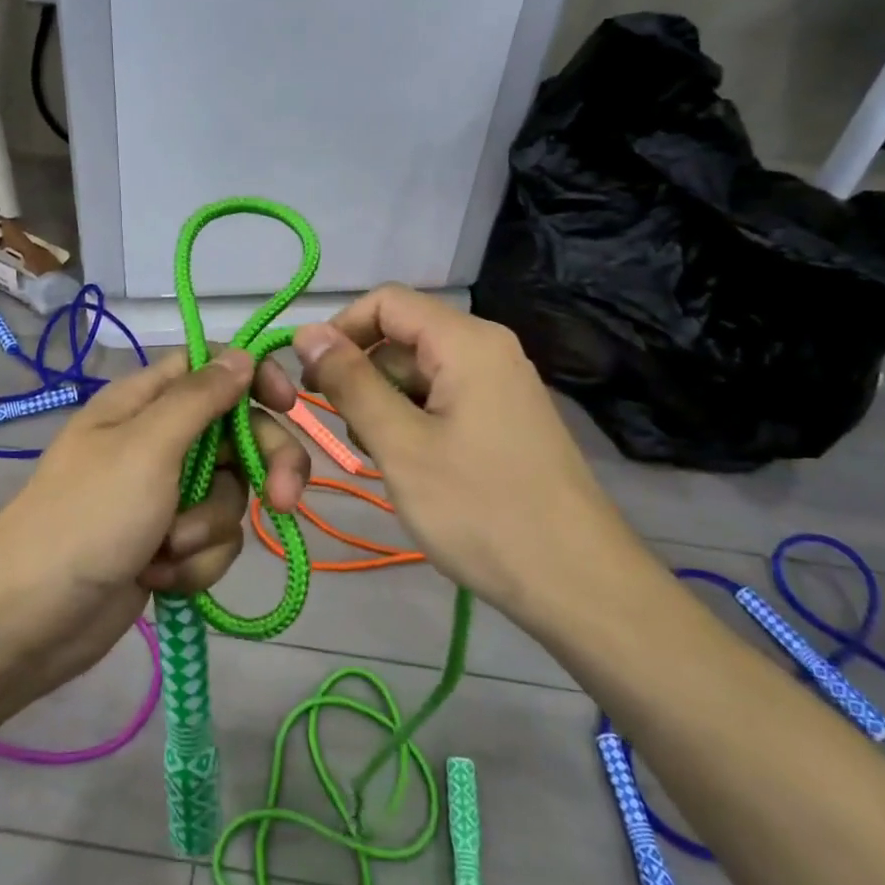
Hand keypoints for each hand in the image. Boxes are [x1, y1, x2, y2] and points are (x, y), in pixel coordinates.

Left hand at [0, 350, 308, 702]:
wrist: (30, 620)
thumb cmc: (89, 516)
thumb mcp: (148, 446)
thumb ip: (201, 398)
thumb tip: (243, 355)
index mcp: (145, 402)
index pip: (212, 366)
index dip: (253, 377)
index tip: (287, 404)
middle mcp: (159, 441)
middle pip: (237, 434)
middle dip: (262, 467)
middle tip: (282, 498)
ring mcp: (164, 495)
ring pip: (229, 495)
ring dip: (207, 528)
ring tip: (168, 549)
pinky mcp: (168, 544)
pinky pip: (212, 540)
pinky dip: (195, 562)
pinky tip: (159, 578)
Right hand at [279, 285, 627, 617]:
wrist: (578, 582)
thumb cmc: (481, 510)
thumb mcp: (401, 445)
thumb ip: (351, 383)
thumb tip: (306, 332)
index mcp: (466, 341)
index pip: (386, 301)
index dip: (340, 330)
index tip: (310, 379)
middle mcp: (487, 349)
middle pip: (403, 336)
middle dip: (363, 373)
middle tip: (345, 431)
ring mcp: (500, 385)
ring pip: (420, 372)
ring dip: (386, 403)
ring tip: (381, 456)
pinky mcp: (504, 418)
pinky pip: (443, 398)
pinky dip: (414, 421)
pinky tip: (411, 466)